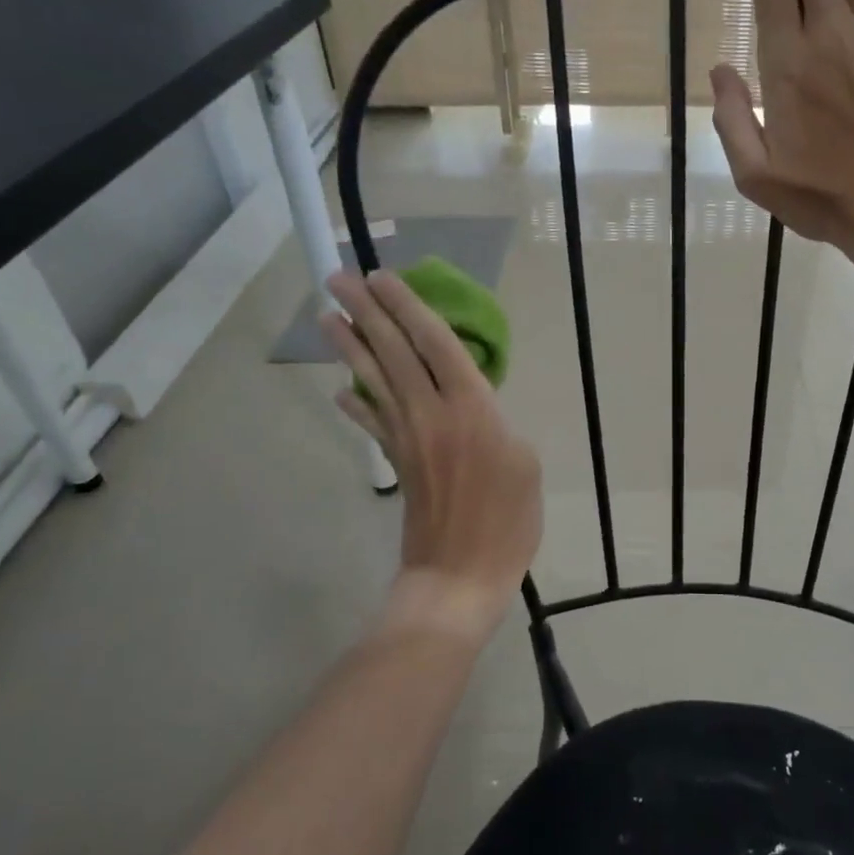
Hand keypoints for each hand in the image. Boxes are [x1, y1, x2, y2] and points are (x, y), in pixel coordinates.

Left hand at [323, 272, 541, 639]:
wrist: (458, 576)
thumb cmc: (506, 522)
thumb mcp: (526, 464)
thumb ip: (498, 423)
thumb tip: (473, 407)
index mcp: (471, 408)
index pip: (435, 344)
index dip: (410, 308)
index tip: (385, 277)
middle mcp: (431, 413)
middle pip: (394, 352)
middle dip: (367, 312)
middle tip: (340, 278)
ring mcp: (407, 438)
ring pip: (373, 380)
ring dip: (349, 346)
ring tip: (327, 316)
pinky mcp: (397, 462)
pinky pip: (372, 423)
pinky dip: (355, 404)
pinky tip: (340, 392)